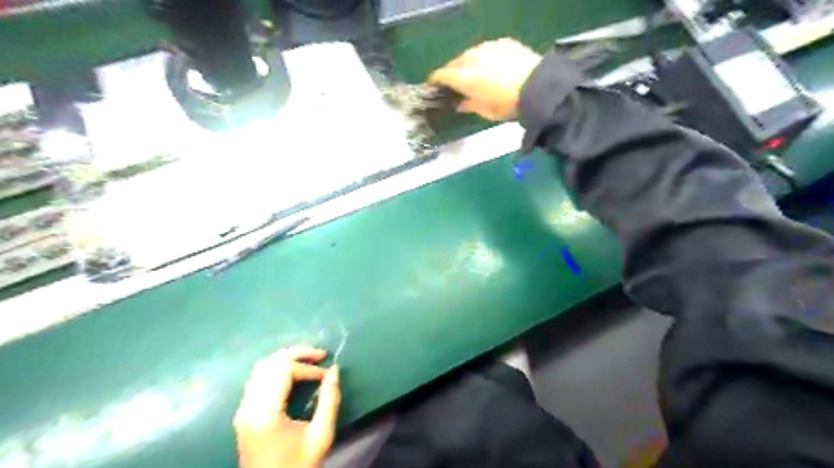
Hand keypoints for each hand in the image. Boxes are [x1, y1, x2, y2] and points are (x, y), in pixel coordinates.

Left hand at [233, 346, 340, 467]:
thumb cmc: (298, 467)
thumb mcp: (321, 435)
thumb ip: (329, 400)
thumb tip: (334, 370)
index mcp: (265, 414)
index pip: (284, 370)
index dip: (308, 367)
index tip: (326, 376)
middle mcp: (248, 407)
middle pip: (269, 362)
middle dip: (297, 354)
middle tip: (320, 355)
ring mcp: (242, 410)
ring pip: (260, 368)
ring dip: (285, 359)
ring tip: (308, 361)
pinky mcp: (243, 414)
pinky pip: (257, 379)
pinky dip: (276, 370)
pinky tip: (293, 375)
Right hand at [426, 39, 544, 119]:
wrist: (538, 86)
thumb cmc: (507, 104)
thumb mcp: (485, 111)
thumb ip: (467, 105)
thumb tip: (458, 104)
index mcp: (463, 76)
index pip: (440, 75)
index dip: (435, 82)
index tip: (433, 89)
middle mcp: (471, 57)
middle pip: (454, 63)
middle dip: (452, 74)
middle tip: (455, 86)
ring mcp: (487, 47)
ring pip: (470, 54)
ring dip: (469, 64)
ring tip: (475, 76)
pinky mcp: (503, 42)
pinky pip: (487, 50)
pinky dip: (486, 58)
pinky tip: (493, 67)